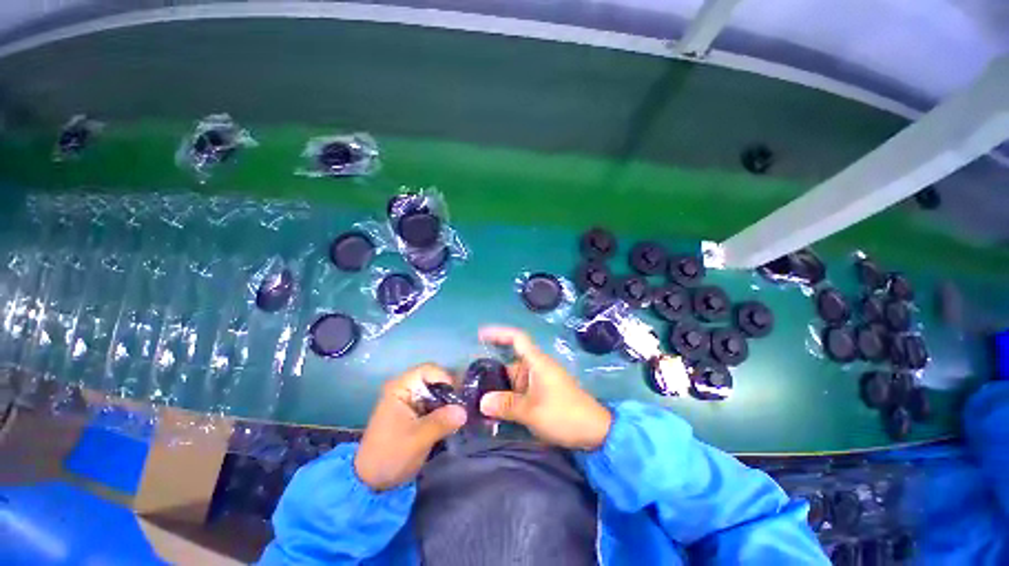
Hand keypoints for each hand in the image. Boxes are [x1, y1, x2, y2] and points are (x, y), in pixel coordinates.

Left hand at [354, 363, 466, 490]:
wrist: (370, 482)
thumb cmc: (391, 455)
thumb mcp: (418, 439)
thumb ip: (442, 422)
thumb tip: (464, 411)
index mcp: (401, 387)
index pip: (429, 369)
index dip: (446, 378)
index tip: (457, 398)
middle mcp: (405, 388)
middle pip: (435, 380)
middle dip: (450, 393)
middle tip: (462, 409)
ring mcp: (409, 400)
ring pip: (436, 392)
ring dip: (448, 403)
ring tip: (459, 417)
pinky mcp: (414, 413)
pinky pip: (434, 404)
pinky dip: (443, 411)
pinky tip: (451, 423)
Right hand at [478, 326, 611, 450]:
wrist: (595, 432)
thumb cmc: (563, 414)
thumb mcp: (532, 411)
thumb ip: (506, 405)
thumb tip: (482, 402)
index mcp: (537, 362)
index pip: (517, 338)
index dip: (499, 333)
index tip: (480, 335)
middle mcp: (537, 367)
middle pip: (511, 362)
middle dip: (492, 372)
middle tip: (471, 383)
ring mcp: (541, 381)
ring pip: (515, 379)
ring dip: (500, 388)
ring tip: (478, 400)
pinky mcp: (543, 394)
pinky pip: (521, 391)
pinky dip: (509, 397)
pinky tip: (497, 411)